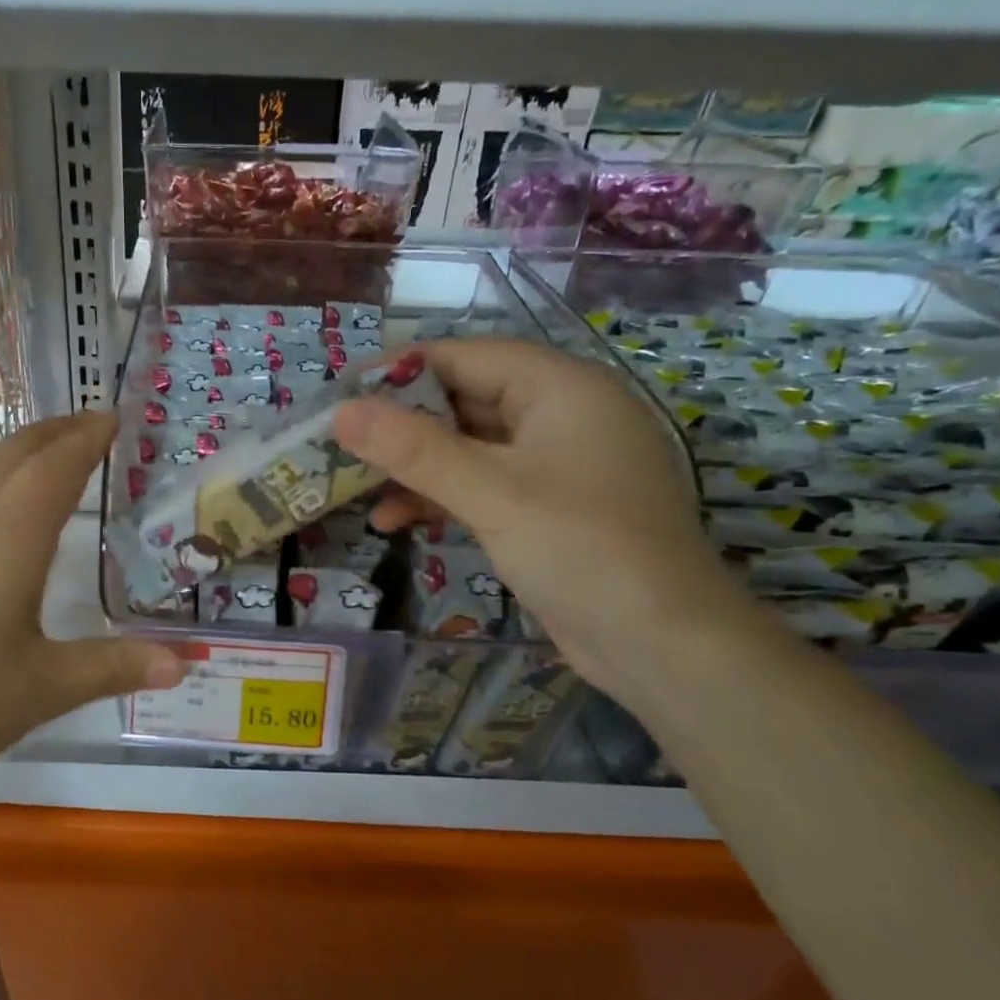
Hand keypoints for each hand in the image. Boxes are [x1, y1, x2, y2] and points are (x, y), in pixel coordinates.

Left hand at [0, 413, 183, 807]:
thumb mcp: (43, 689)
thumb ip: (114, 667)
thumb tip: (187, 661)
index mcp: (8, 537)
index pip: (55, 468)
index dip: (86, 439)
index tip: (112, 417)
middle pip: (11, 453)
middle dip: (53, 432)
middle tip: (87, 424)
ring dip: (7, 444)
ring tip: (33, 449)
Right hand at [333, 337, 752, 698]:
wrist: (661, 643)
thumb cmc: (581, 548)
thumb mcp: (492, 493)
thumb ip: (414, 450)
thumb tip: (342, 413)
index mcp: (559, 388)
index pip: (464, 356)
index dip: (399, 371)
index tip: (341, 394)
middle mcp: (557, 415)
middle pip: (462, 401)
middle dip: (400, 426)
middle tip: (339, 445)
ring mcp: (552, 465)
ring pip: (466, 449)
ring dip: (414, 469)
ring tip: (356, 489)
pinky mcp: (543, 509)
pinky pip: (480, 487)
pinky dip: (439, 498)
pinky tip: (395, 521)